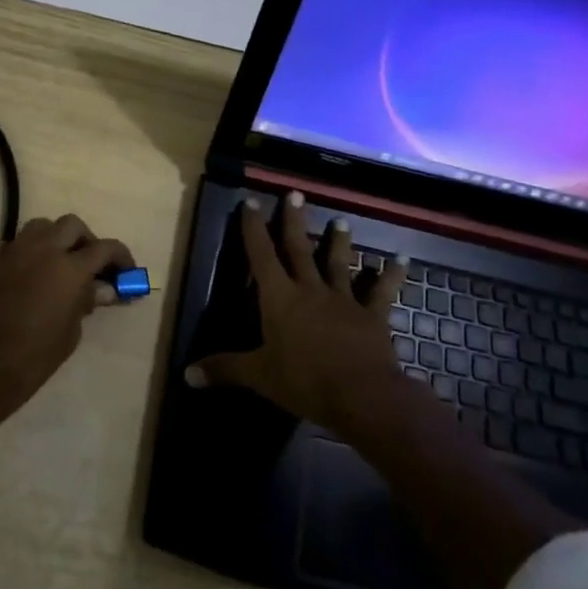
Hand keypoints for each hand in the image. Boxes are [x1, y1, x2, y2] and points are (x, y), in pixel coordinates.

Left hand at [0, 214, 133, 434]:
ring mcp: (12, 251)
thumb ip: (85, 302)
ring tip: (56, 262)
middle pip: (71, 225)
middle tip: (90, 263)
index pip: (104, 248)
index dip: (120, 256)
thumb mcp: (71, 334)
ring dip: (53, 238)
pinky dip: (19, 253)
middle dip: (85, 240)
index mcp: (69, 268)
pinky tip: (21, 272)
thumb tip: (97, 288)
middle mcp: (42, 250)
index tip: (126, 270)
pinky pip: (8, 244)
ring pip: (39, 226)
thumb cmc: (34, 358)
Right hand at [187, 192, 417, 439]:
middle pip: (299, 248)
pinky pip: (382, 291)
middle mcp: (310, 289)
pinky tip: (401, 259)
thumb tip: (187, 374)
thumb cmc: (304, 380)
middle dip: (294, 221)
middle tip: (295, 194)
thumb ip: (225, 369)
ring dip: (338, 241)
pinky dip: (391, 274)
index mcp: (279, 298)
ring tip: (341, 220)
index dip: (253, 228)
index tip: (250, 202)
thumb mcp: (259, 376)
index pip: (261, 255)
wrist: (362, 394)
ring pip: (339, 263)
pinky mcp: (372, 315)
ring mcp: (343, 300)